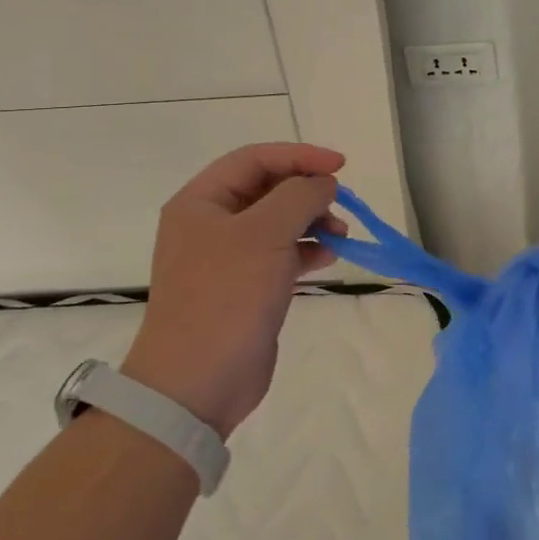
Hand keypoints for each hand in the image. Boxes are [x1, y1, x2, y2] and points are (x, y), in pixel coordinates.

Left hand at [123, 142, 345, 438]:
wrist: (197, 382)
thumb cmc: (226, 296)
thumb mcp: (265, 234)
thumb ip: (299, 196)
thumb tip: (323, 183)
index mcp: (201, 202)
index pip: (254, 159)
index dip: (299, 156)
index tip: (341, 166)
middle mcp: (210, 224)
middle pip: (267, 189)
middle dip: (307, 192)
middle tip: (340, 207)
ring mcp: (227, 258)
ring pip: (277, 222)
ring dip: (311, 221)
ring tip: (340, 236)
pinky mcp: (245, 287)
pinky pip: (281, 254)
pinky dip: (306, 250)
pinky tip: (328, 258)